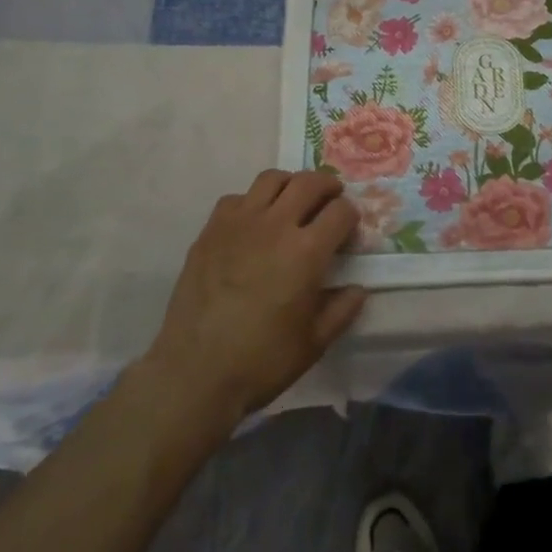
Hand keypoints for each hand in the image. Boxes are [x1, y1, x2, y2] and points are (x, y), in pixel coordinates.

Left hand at [144, 170, 367, 424]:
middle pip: (310, 182)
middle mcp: (276, 225)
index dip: (351, 217)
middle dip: (328, 186)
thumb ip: (342, 310)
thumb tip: (357, 289)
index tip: (348, 232)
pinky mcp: (211, 230)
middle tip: (331, 199)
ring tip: (293, 201)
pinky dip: (252, 202)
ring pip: (272, 178)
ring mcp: (239, 223)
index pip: (341, 211)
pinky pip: (237, 198)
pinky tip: (253, 224)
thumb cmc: (261, 361)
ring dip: (290, 184)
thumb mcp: (314, 343)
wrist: (194, 373)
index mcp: (307, 251)